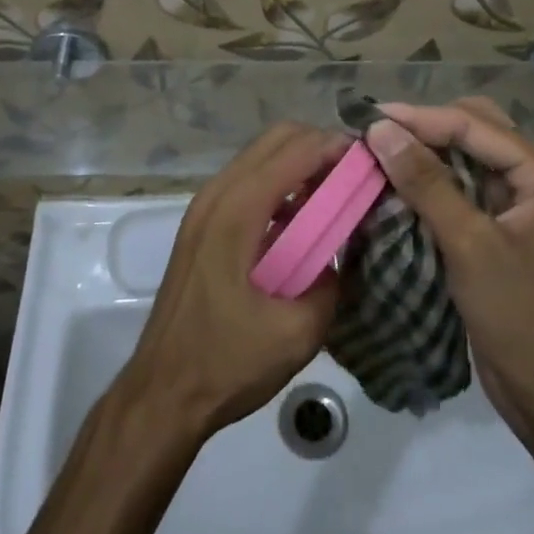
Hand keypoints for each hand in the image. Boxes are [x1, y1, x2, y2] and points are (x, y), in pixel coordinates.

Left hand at [125, 123, 347, 434]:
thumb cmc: (227, 362)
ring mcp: (204, 207)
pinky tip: (302, 221)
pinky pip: (248, 182)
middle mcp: (217, 194)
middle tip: (356, 177)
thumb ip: (331, 283)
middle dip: (320, 147)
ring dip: (299, 163)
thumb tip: (344, 255)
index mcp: (237, 211)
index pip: (295, 149)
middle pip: (276, 139)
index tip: (372, 163)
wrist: (162, 394)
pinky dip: (280, 183)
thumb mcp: (297, 332)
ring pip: (260, 157)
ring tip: (336, 195)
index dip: (337, 147)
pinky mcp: (202, 225)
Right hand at [365, 99, 533, 447]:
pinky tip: (401, 180)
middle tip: (375, 132)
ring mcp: (525, 199)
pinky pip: (467, 183)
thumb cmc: (519, 317)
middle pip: (476, 128)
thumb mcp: (469, 245)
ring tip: (380, 149)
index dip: (420, 118)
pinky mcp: (507, 223)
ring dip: (428, 150)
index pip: (474, 126)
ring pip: (469, 154)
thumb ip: (426, 183)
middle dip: (425, 127)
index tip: (369, 116)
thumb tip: (381, 129)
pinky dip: (434, 179)